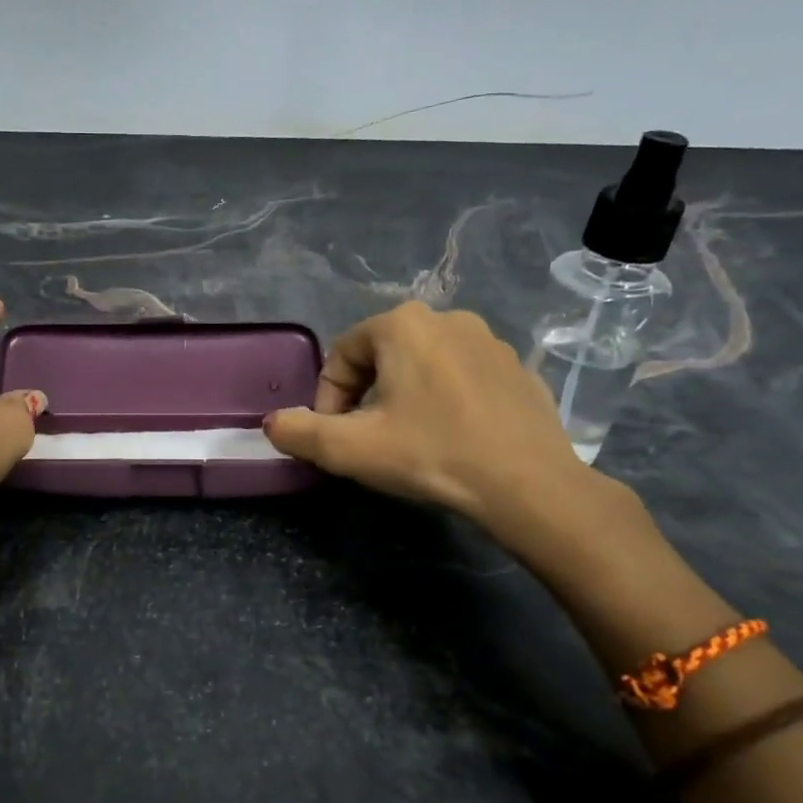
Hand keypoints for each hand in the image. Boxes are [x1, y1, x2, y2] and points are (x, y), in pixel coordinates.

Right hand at [263, 302, 600, 545]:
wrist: (529, 485)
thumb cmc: (431, 454)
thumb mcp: (349, 449)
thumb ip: (299, 432)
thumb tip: (272, 424)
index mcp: (402, 324)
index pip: (342, 355)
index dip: (327, 398)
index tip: (333, 436)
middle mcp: (447, 317)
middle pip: (382, 357)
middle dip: (363, 396)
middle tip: (366, 439)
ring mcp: (490, 341)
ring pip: (423, 365)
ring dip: (403, 396)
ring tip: (407, 439)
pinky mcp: (518, 368)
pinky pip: (462, 377)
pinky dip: (445, 400)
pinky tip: (451, 438)